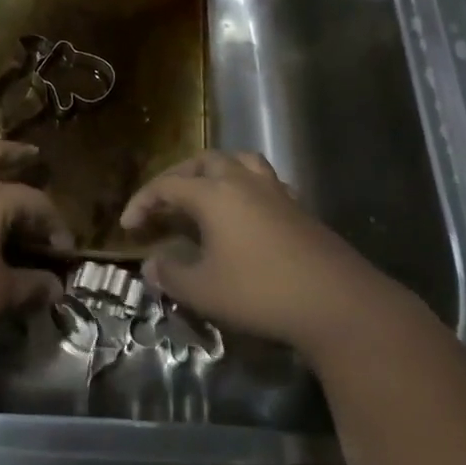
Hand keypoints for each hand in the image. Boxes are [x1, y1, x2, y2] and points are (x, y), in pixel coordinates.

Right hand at [119, 151, 409, 360]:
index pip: (167, 186)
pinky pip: (265, 182)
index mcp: (214, 194)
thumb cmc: (260, 292)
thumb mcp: (203, 290)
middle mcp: (243, 182)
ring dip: (215, 173)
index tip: (128, 226)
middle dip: (178, 178)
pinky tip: (246, 212)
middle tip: (164, 204)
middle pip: (204, 163)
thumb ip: (170, 274)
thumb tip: (151, 265)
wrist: (337, 302)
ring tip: (204, 195)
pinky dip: (245, 187)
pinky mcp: (299, 207)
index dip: (143, 202)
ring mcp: (276, 191)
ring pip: (240, 162)